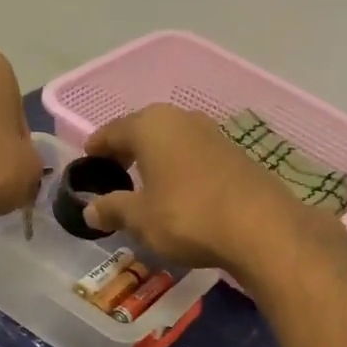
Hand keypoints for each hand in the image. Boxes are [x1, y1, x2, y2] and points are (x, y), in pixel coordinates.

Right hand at [82, 104, 339, 274]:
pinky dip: (179, 171)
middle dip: (126, 153)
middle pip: (143, 132)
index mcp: (150, 125)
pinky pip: (194, 157)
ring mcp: (212, 134)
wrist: (260, 227)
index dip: (95, 149)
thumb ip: (112, 209)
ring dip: (155, 162)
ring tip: (144, 188)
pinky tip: (178, 195)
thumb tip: (90, 210)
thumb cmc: (186, 216)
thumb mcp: (139, 218)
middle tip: (112, 178)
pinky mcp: (236, 154)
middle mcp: (181, 119)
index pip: (111, 131)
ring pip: (171, 143)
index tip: (86, 166)